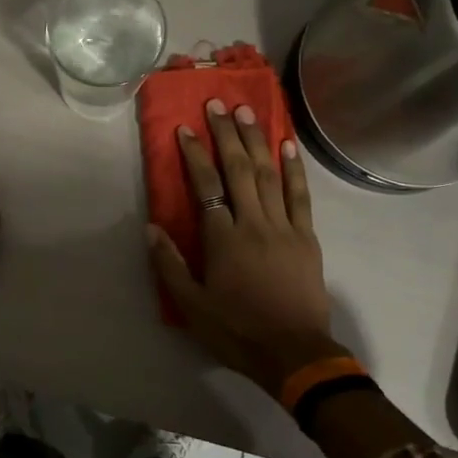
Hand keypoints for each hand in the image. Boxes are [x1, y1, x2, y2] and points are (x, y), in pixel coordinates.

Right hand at [148, 100, 337, 394]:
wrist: (294, 353)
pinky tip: (288, 145)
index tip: (185, 129)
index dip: (194, 155)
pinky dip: (294, 168)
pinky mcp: (306, 236)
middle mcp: (254, 223)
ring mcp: (284, 227)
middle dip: (227, 135)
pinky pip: (300, 195)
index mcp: (224, 239)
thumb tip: (151, 227)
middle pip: (239, 170)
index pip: (206, 186)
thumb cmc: (237, 330)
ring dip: (257, 141)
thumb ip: (169, 265)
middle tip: (218, 104)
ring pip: (269, 175)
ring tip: (247, 112)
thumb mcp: (192, 306)